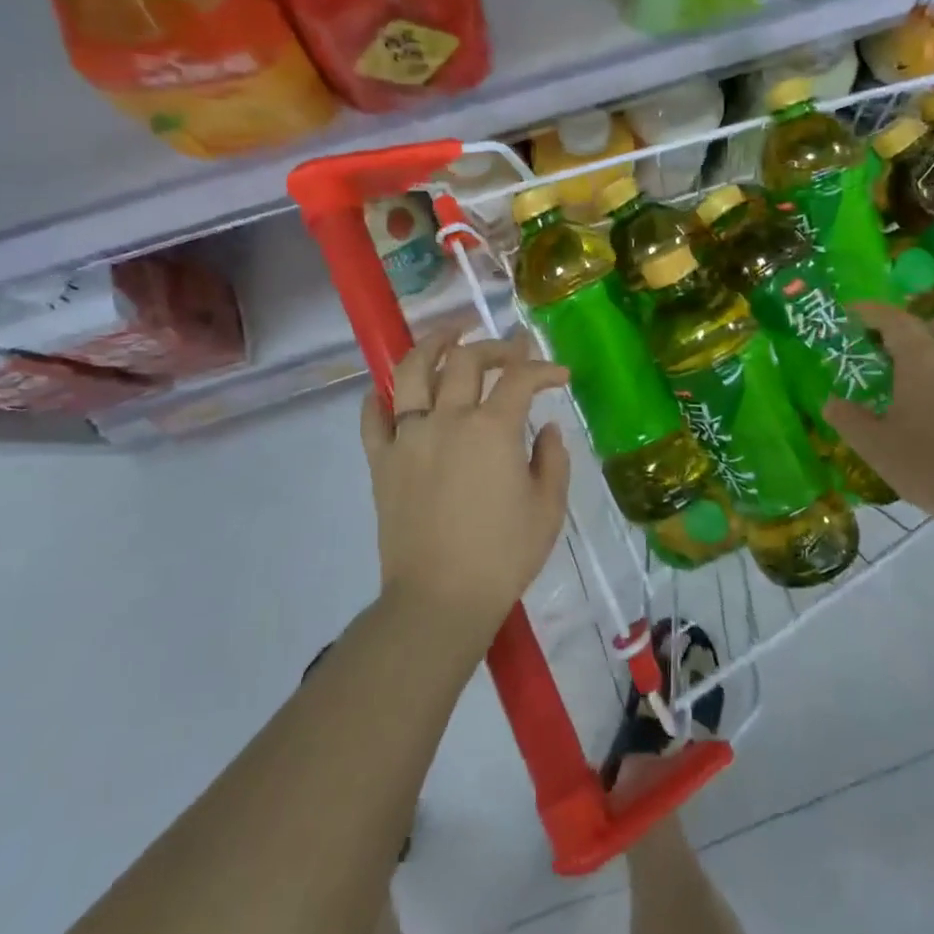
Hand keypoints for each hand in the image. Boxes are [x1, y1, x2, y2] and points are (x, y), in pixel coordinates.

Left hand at [360, 325, 571, 653]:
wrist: (439, 600)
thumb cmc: (503, 556)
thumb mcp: (547, 509)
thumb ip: (552, 459)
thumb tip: (546, 428)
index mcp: (492, 429)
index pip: (520, 378)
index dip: (544, 368)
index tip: (560, 375)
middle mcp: (447, 419)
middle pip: (466, 361)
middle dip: (495, 346)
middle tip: (512, 349)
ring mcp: (408, 437)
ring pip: (411, 371)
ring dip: (432, 344)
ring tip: (448, 334)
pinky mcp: (381, 461)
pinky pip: (373, 418)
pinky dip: (380, 397)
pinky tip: (389, 391)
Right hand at [823, 303, 933, 537]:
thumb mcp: (877, 447)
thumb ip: (849, 420)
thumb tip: (831, 402)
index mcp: (921, 359)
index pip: (893, 318)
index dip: (869, 312)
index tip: (849, 313)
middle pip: (928, 326)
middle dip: (901, 329)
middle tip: (876, 347)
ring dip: (926, 353)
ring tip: (902, 378)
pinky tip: (932, 407)